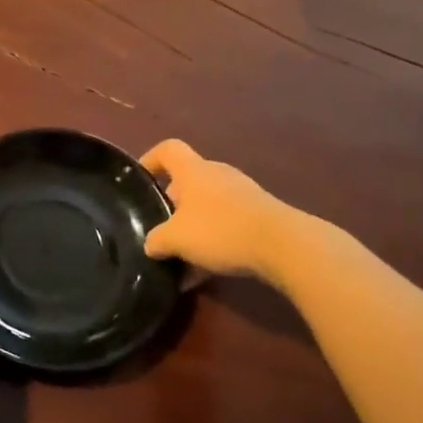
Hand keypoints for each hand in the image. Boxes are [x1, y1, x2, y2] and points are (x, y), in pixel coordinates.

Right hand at [140, 139, 286, 277]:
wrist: (282, 245)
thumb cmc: (219, 229)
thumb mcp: (175, 239)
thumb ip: (156, 240)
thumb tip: (151, 244)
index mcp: (193, 170)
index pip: (168, 150)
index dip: (150, 159)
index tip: (141, 180)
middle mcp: (217, 174)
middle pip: (188, 181)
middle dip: (172, 204)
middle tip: (161, 228)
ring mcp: (242, 193)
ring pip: (207, 205)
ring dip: (193, 226)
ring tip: (182, 256)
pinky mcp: (260, 214)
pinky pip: (227, 223)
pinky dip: (213, 241)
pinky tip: (206, 271)